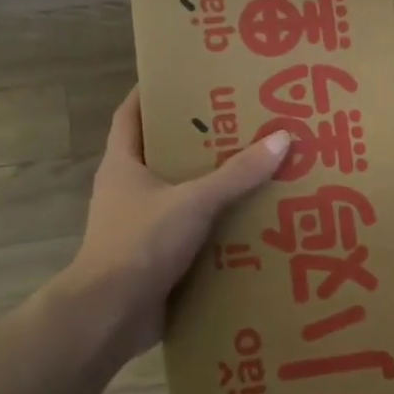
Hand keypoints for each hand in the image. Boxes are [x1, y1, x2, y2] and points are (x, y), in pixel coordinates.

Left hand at [63, 87, 289, 356]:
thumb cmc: (140, 243)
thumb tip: (282, 139)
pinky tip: (250, 223)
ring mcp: (140, 226)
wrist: (110, 314)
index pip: (130, 115)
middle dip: (198, 140)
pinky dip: (215, 227)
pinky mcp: (155, 258)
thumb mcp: (193, 201)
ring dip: (212, 186)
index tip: (185, 78)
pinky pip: (191, 232)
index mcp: (123, 165)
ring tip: (256, 169)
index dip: (152, 93)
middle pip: (163, 154)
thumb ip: (237, 174)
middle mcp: (128, 190)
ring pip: (180, 195)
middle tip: (241, 123)